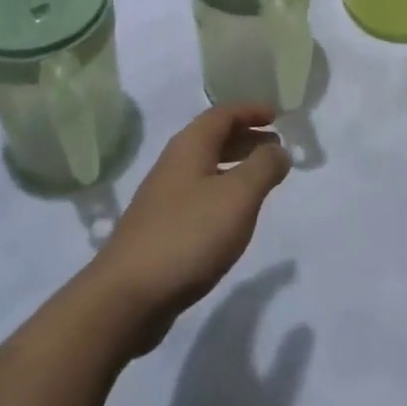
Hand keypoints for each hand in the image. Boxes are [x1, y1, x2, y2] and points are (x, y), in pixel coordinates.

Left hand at [87, 105, 290, 353]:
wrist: (128, 295)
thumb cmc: (189, 235)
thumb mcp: (238, 196)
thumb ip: (263, 167)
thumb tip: (278, 149)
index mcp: (190, 146)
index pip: (222, 114)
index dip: (250, 110)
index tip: (276, 115)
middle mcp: (174, 163)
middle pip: (213, 138)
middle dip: (245, 137)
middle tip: (275, 146)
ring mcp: (164, 196)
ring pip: (206, 167)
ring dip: (235, 165)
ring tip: (262, 179)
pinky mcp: (160, 227)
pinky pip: (199, 193)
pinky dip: (223, 191)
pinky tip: (233, 214)